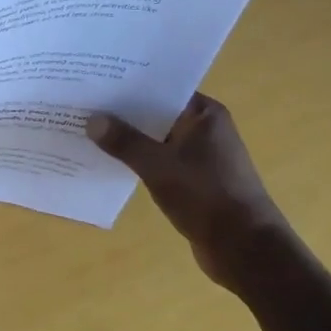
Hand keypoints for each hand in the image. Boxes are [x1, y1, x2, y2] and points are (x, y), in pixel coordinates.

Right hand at [86, 93, 292, 290]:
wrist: (246, 252)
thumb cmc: (207, 197)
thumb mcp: (158, 166)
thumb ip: (124, 141)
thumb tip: (91, 120)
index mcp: (205, 114)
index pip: (161, 87)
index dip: (129, 82)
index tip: (96, 77)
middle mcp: (205, 129)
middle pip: (156, 112)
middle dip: (123, 111)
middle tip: (84, 101)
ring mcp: (201, 156)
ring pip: (156, 138)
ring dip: (129, 137)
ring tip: (88, 128)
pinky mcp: (194, 181)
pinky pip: (159, 161)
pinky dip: (138, 159)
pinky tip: (109, 160)